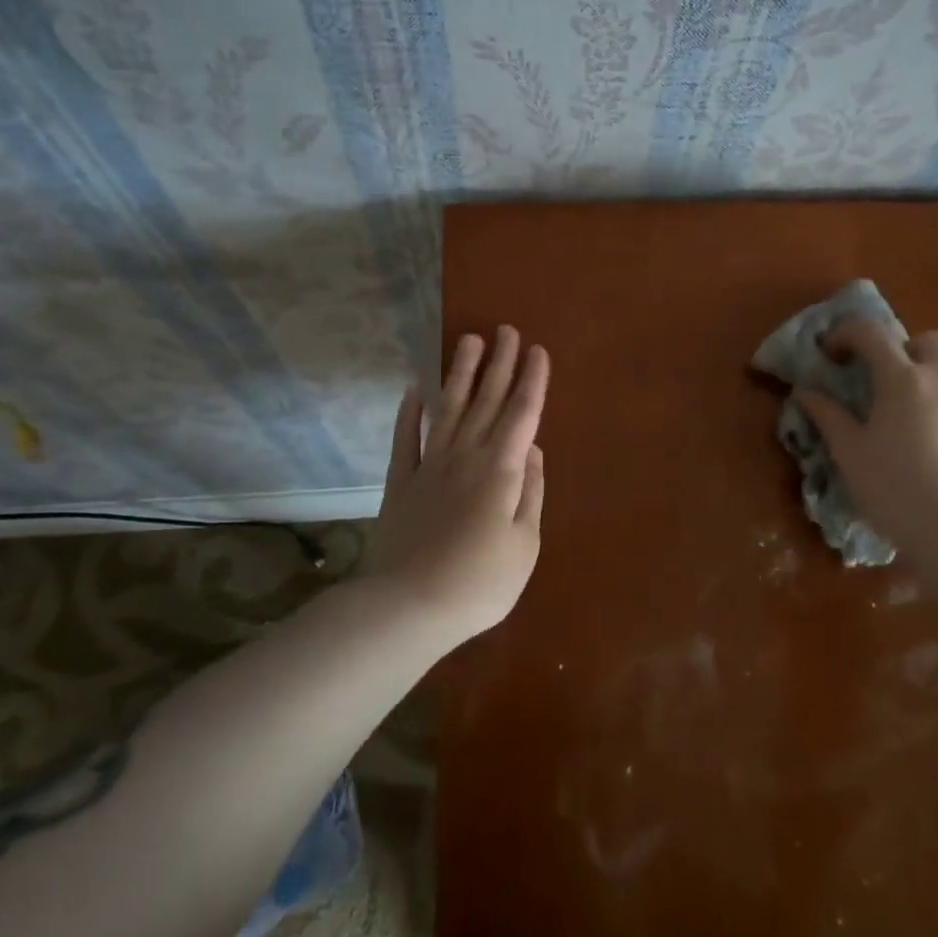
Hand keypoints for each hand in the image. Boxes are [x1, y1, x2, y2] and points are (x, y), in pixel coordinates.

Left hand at [367, 326, 548, 643]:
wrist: (408, 608)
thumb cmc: (479, 583)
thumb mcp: (525, 544)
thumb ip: (530, 492)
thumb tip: (531, 449)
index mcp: (500, 470)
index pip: (521, 414)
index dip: (532, 381)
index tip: (537, 350)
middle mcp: (465, 456)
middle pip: (486, 401)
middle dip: (499, 363)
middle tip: (505, 329)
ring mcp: (429, 466)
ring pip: (448, 408)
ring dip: (460, 373)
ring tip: (468, 340)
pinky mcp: (400, 482)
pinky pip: (405, 438)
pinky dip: (409, 412)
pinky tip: (414, 389)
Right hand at [794, 320, 937, 541]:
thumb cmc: (893, 486)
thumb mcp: (848, 451)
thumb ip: (827, 416)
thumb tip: (805, 392)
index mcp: (902, 379)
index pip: (871, 334)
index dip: (846, 334)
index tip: (830, 354)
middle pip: (927, 340)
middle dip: (902, 347)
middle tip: (882, 375)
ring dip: (933, 370)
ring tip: (914, 400)